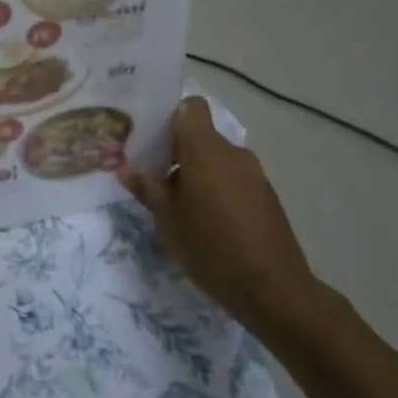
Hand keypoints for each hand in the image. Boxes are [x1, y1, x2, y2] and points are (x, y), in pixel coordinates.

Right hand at [120, 97, 320, 336]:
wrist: (274, 291)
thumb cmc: (211, 248)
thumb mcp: (168, 221)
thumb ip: (147, 189)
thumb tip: (124, 169)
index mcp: (205, 150)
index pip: (191, 107)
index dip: (171, 116)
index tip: (152, 139)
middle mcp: (232, 153)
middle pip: (201, 135)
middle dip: (177, 152)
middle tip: (155, 178)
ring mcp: (254, 174)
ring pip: (216, 159)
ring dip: (197, 173)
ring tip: (180, 206)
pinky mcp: (266, 196)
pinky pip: (233, 178)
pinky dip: (218, 189)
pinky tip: (208, 222)